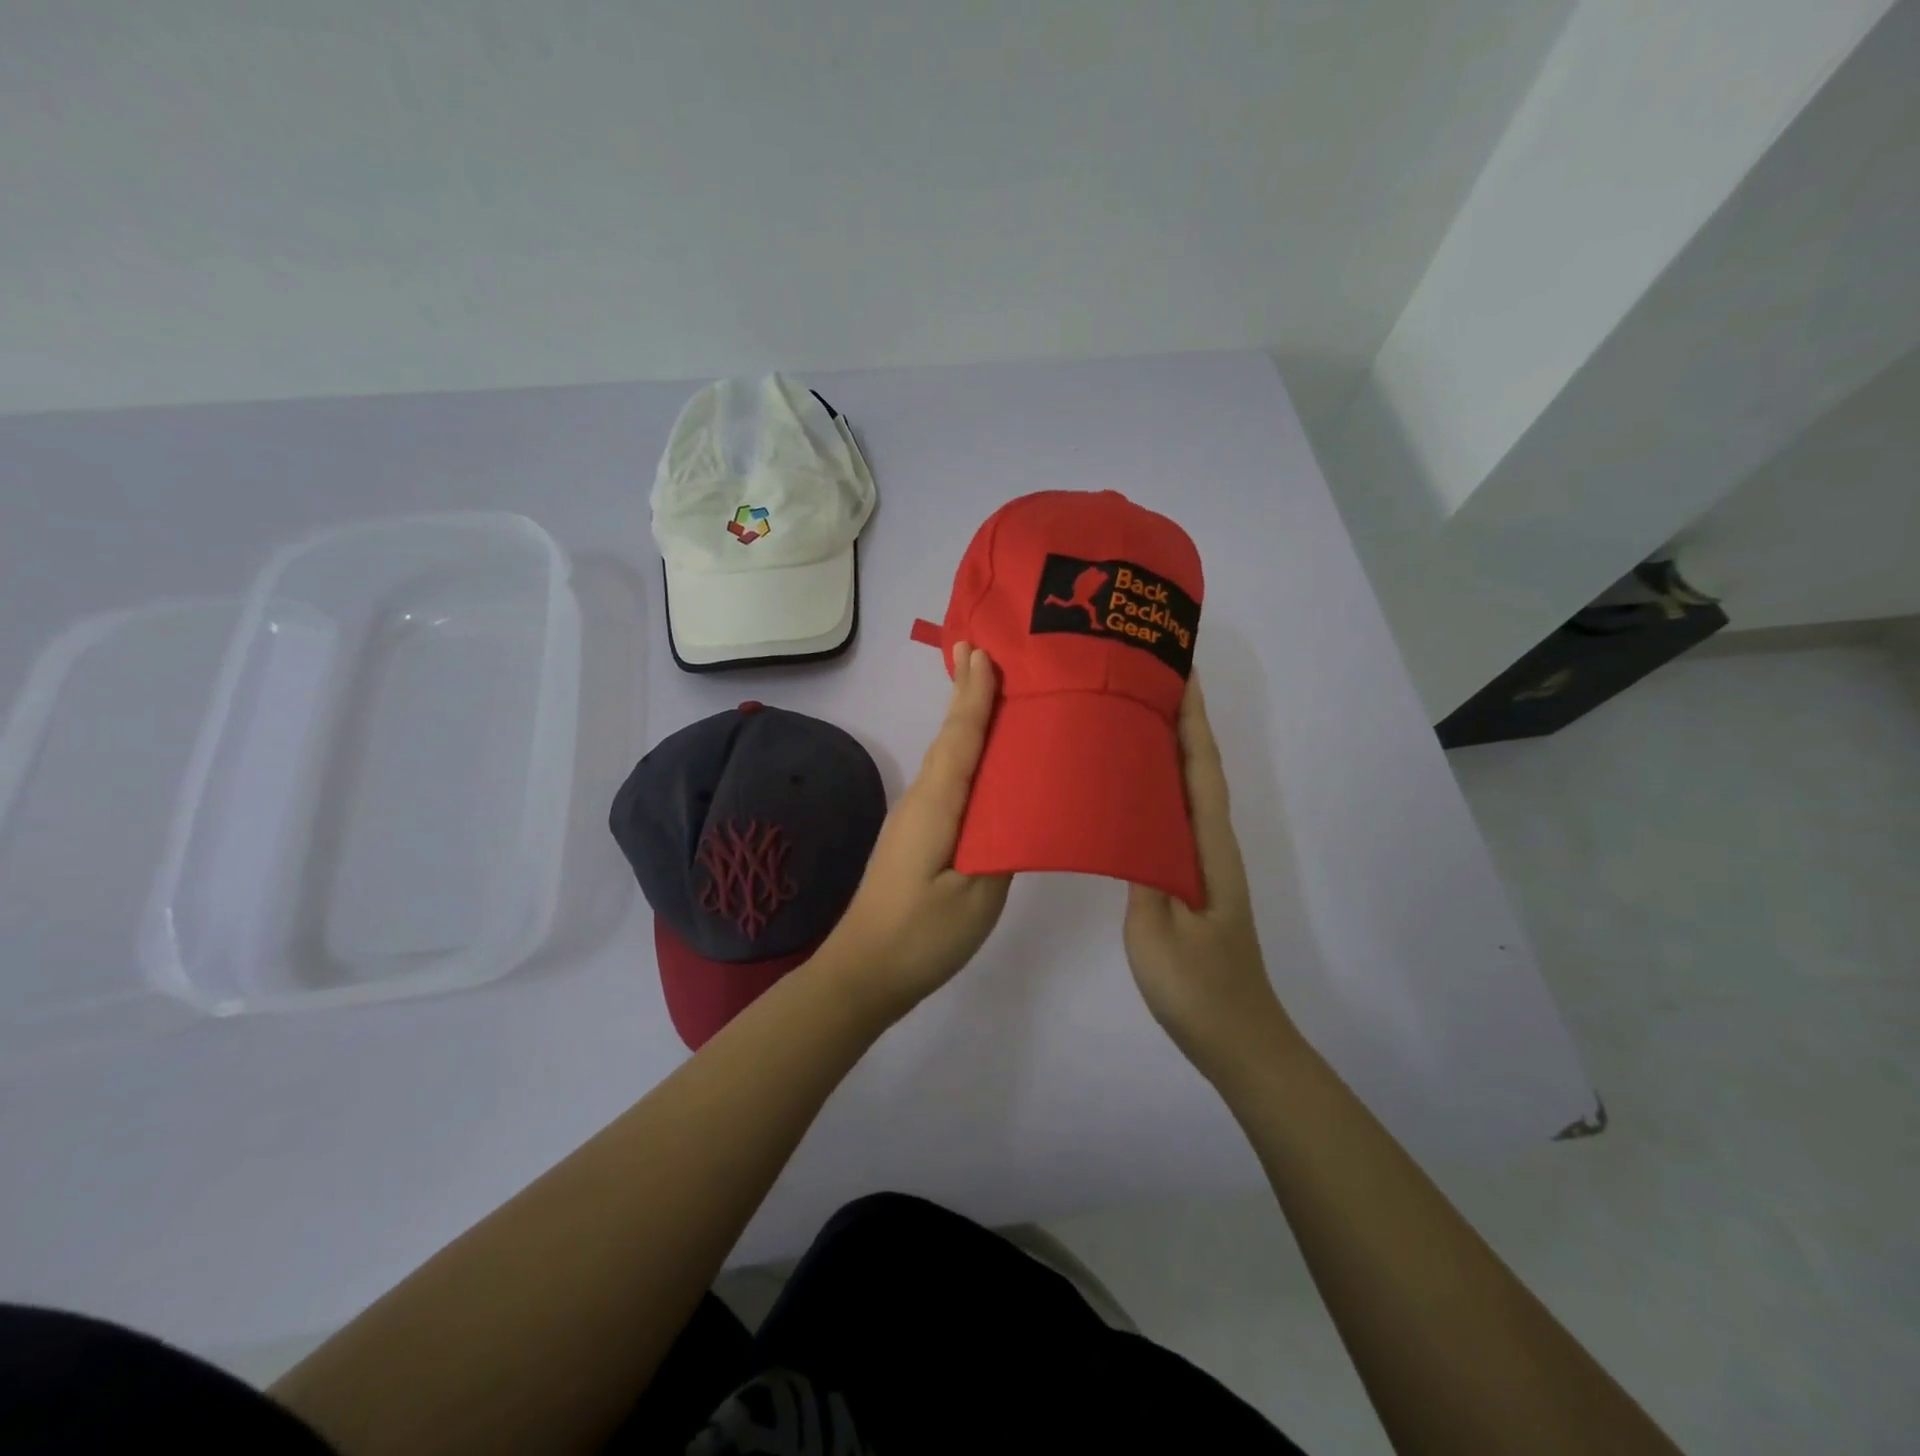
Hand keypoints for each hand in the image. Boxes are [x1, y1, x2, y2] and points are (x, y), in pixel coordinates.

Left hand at [823, 642, 1010, 1017]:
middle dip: (968, 695)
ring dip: (967, 723)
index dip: (973, 694)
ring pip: (948, 760)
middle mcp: (921, 801)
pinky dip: (966, 757)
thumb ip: (1002, 846)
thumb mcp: (975, 896)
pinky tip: (984, 763)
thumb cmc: (921, 935)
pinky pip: (948, 783)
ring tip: (994, 693)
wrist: (863, 973)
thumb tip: (1019, 808)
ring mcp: (916, 819)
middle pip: (950, 739)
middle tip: (989, 653)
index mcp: (936, 806)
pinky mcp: (918, 837)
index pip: (960, 738)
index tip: (980, 648)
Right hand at [1124, 676, 1296, 1080]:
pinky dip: (1158, 786)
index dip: (1191, 717)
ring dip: (1168, 747)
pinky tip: (1129, 786)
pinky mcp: (1189, 878)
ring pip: (1186, 790)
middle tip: (1143, 678)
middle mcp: (1210, 843)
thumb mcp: (1159, 929)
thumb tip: (1126, 815)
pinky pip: (1172, 816)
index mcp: (1208, 846)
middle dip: (1180, 718)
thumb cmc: (1198, 986)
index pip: (1200, 766)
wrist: (1236, 1039)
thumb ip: (1144, 869)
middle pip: (1198, 767)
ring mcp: (1202, 862)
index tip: (1176, 669)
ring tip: (1130, 715)